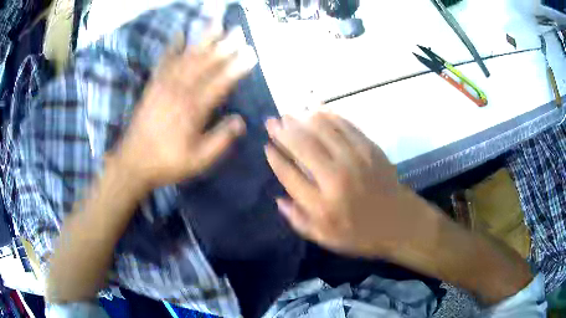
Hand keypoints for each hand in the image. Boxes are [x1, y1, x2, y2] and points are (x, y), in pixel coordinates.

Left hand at [113, 26, 256, 190]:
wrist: (133, 162)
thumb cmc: (167, 163)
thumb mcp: (198, 161)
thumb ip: (220, 140)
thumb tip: (240, 121)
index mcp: (193, 110)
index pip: (220, 83)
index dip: (237, 68)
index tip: (251, 54)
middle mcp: (179, 91)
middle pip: (205, 64)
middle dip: (223, 46)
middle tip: (238, 31)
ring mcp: (164, 86)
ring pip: (187, 57)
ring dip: (203, 40)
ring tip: (217, 24)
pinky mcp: (153, 86)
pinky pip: (163, 62)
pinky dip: (171, 47)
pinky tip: (179, 34)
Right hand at [265, 113, 434, 257]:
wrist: (400, 223)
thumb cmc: (362, 235)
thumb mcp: (326, 239)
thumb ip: (299, 221)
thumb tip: (279, 200)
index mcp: (322, 204)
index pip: (290, 175)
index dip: (275, 158)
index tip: (266, 147)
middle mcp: (335, 178)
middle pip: (303, 146)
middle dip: (283, 131)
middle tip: (271, 121)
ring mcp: (355, 159)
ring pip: (323, 130)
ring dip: (302, 119)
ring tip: (290, 113)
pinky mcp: (370, 149)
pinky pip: (345, 125)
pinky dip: (329, 116)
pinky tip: (318, 110)